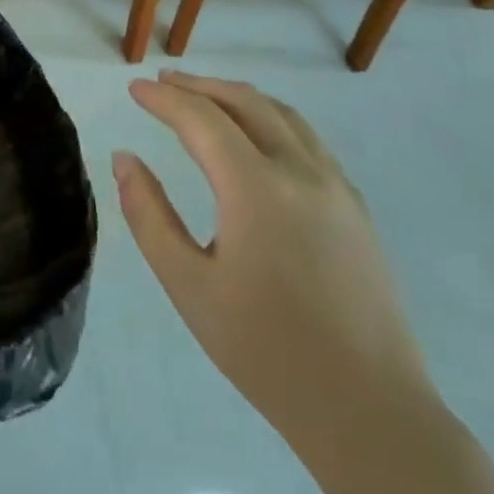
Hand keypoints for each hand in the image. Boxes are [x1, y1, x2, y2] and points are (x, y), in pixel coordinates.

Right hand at [113, 71, 432, 454]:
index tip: (134, 90)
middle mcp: (301, 173)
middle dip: (199, 86)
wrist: (368, 410)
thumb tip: (125, 160)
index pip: (202, 120)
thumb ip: (149, 215)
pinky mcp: (355, 208)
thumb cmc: (264, 349)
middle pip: (245, 103)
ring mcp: (336, 188)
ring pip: (283, 115)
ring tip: (203, 96)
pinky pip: (307, 139)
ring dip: (237, 97)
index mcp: (256, 189)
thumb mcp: (187, 285)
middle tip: (162, 83)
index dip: (164, 99)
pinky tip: (254, 135)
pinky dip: (270, 118)